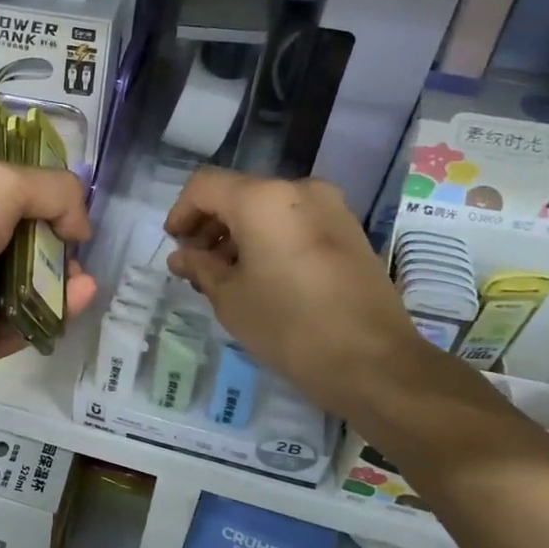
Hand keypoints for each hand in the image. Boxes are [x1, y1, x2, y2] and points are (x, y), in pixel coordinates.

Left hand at [0, 161, 96, 395]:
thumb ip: (50, 189)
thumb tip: (80, 225)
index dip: (23, 193)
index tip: (60, 200)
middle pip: (4, 240)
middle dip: (45, 238)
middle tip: (75, 241)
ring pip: (15, 284)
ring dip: (54, 275)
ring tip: (83, 272)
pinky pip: (19, 321)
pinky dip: (53, 309)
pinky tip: (81, 296)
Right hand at [165, 169, 428, 422]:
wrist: (373, 361)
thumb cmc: (288, 326)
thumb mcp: (230, 298)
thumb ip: (200, 267)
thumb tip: (181, 256)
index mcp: (262, 199)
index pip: (204, 186)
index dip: (181, 212)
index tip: (175, 245)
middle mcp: (298, 190)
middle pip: (238, 193)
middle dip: (211, 224)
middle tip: (196, 264)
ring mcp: (331, 207)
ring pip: (268, 207)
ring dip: (240, 232)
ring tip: (226, 275)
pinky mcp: (349, 230)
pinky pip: (295, 221)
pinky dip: (269, 238)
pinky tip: (261, 275)